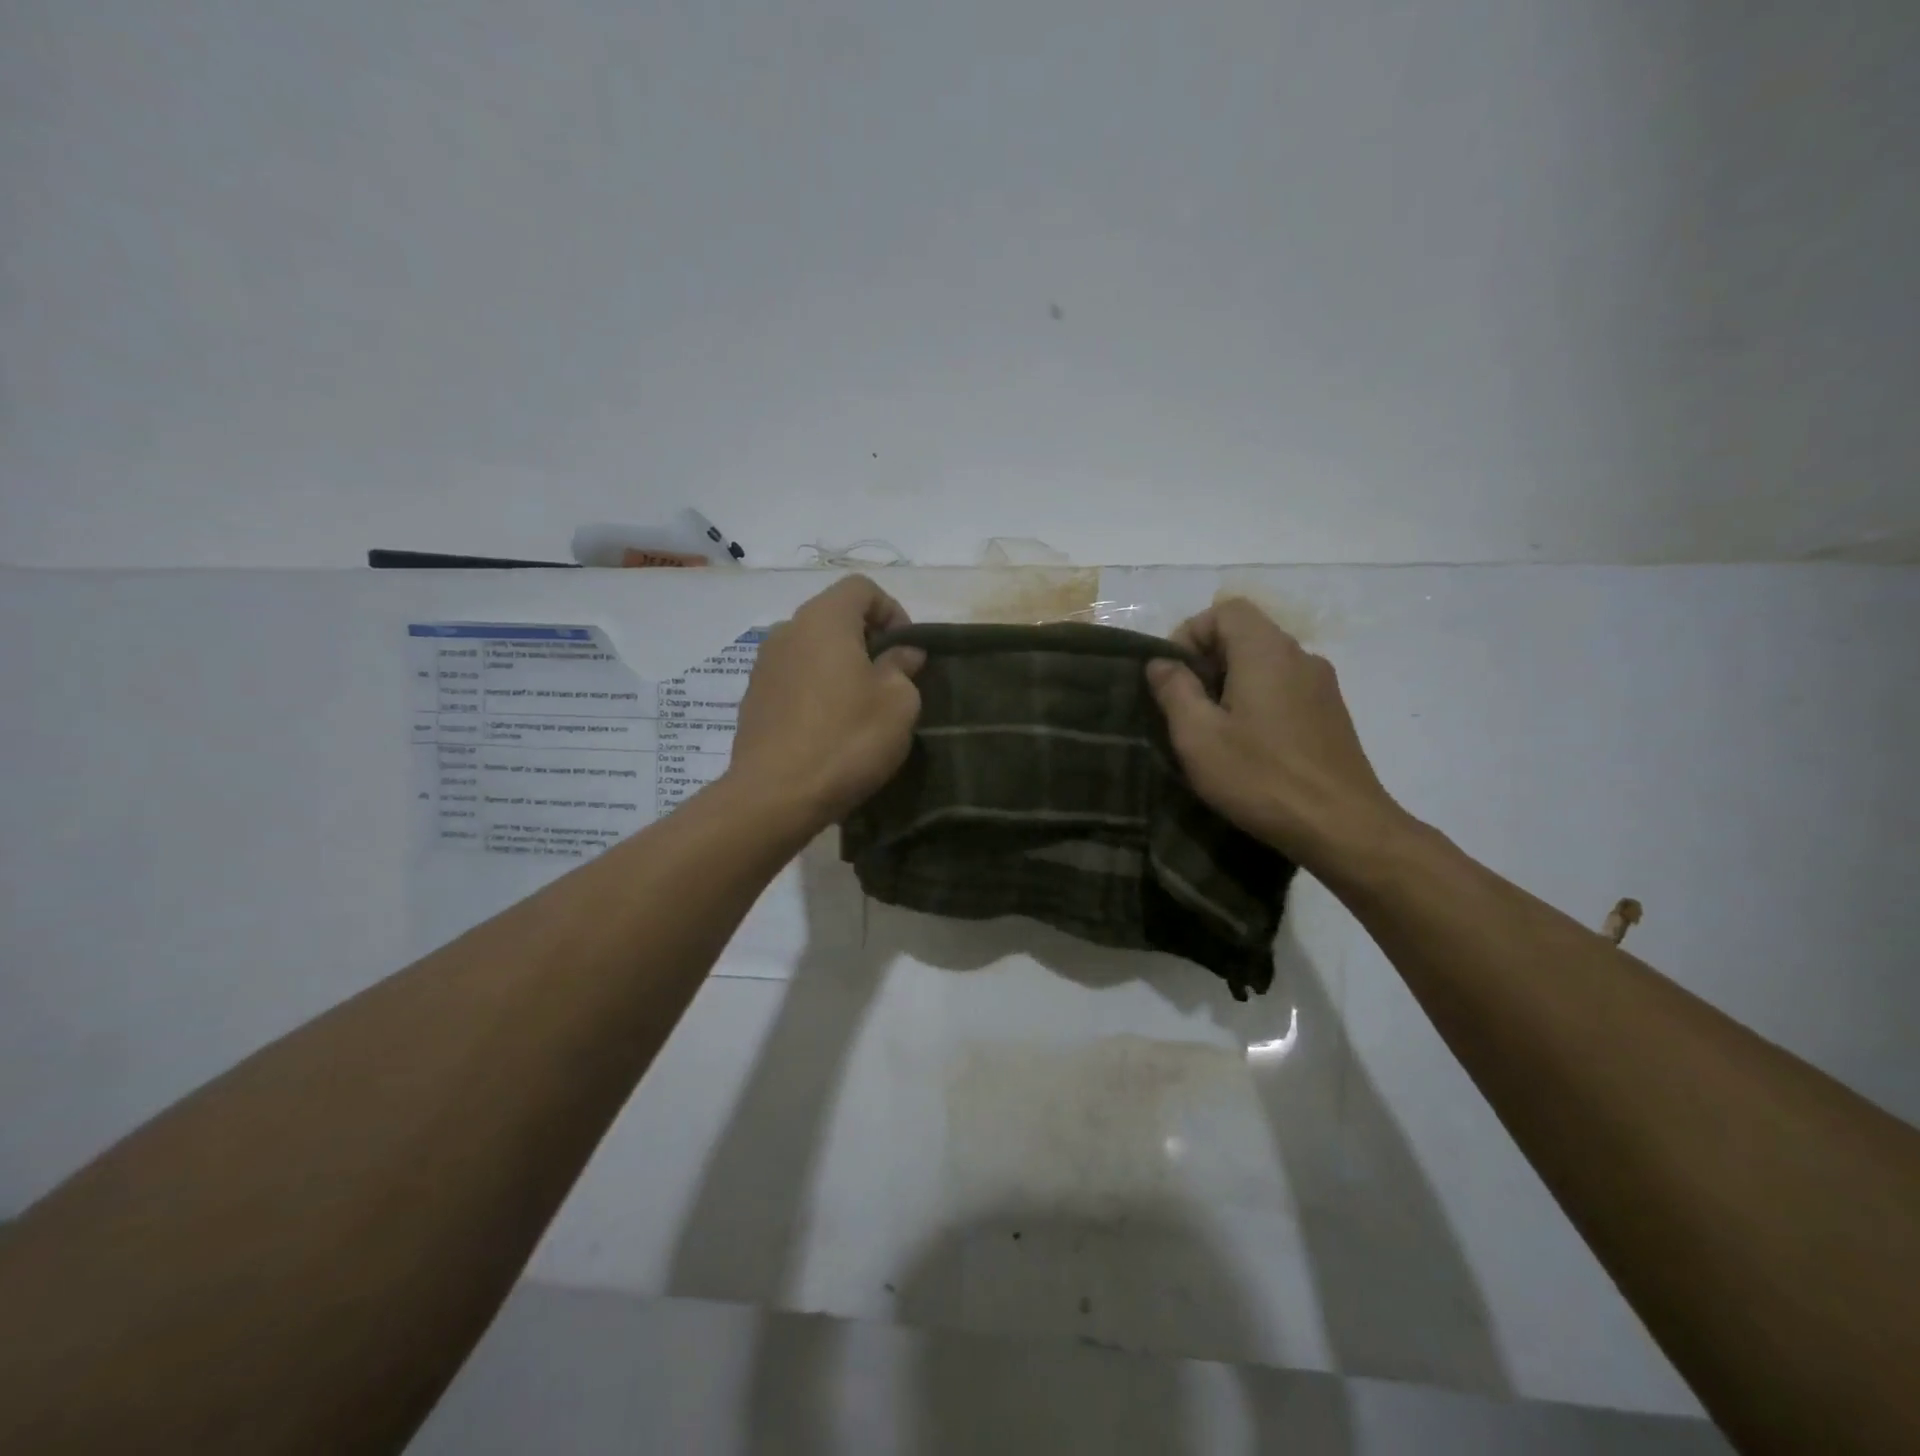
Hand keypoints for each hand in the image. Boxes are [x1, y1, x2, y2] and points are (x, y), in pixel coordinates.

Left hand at [729, 575, 925, 830]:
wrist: (775, 796)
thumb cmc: (847, 740)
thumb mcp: (898, 703)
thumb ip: (903, 667)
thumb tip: (902, 653)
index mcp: (823, 620)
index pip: (861, 588)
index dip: (892, 610)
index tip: (907, 650)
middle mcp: (787, 631)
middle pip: (834, 617)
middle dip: (867, 640)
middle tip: (890, 679)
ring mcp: (764, 666)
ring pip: (812, 650)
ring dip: (840, 667)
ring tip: (861, 707)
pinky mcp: (753, 699)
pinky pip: (794, 679)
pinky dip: (816, 690)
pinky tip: (830, 728)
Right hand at [1144, 598, 1406, 871]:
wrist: (1342, 827)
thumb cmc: (1261, 777)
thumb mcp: (1198, 736)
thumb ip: (1174, 690)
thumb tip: (1161, 662)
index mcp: (1266, 651)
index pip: (1226, 610)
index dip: (1191, 633)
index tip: (1174, 676)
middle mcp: (1300, 656)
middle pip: (1246, 634)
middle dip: (1207, 661)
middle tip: (1186, 707)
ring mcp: (1322, 685)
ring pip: (1265, 663)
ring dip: (1231, 684)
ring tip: (1214, 730)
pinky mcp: (1332, 714)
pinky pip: (1285, 688)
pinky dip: (1258, 701)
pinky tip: (1249, 745)